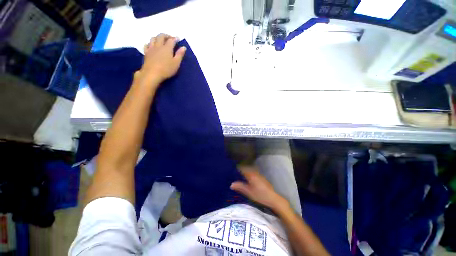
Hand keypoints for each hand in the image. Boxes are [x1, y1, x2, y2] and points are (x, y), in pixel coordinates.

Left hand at [134, 33, 186, 89]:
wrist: (152, 74)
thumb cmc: (166, 69)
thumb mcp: (176, 63)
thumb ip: (180, 55)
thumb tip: (183, 47)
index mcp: (167, 48)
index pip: (171, 40)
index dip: (175, 38)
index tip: (178, 38)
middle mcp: (159, 45)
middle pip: (161, 36)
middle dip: (166, 35)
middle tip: (170, 38)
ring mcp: (151, 48)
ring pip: (153, 38)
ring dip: (158, 37)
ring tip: (161, 40)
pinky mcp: (146, 53)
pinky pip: (147, 44)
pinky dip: (150, 43)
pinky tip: (151, 45)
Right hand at [230, 166, 288, 211]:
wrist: (273, 198)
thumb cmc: (260, 195)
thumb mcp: (249, 192)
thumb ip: (240, 187)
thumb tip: (231, 184)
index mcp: (251, 175)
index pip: (243, 168)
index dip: (238, 167)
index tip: (233, 168)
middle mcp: (255, 173)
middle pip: (247, 168)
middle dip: (242, 168)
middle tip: (236, 171)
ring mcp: (259, 175)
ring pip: (251, 170)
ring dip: (246, 170)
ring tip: (241, 174)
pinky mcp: (262, 178)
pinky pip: (254, 172)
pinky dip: (250, 173)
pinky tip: (249, 178)